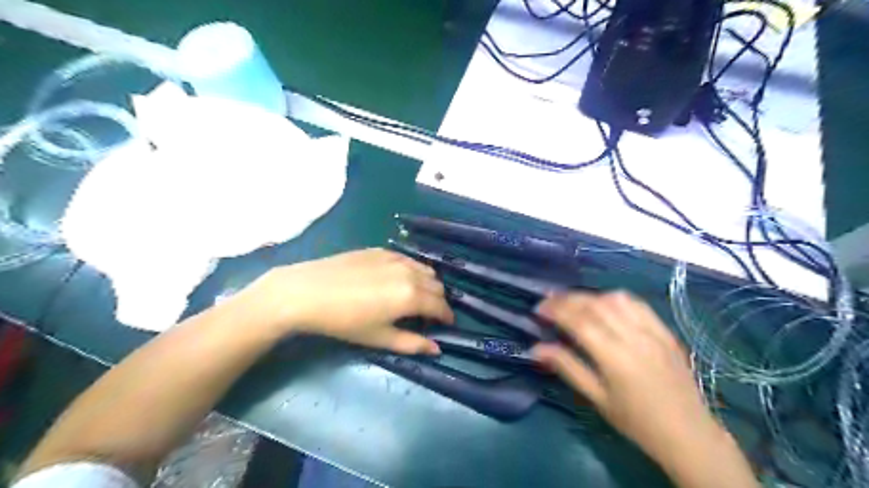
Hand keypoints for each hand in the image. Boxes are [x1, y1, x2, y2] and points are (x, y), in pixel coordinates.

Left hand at [231, 247, 454, 354]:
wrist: (307, 292)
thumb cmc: (344, 321)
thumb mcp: (379, 337)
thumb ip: (412, 343)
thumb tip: (437, 349)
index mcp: (412, 296)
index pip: (441, 306)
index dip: (446, 317)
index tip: (446, 324)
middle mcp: (410, 273)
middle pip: (437, 286)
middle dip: (438, 301)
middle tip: (429, 314)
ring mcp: (395, 258)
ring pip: (425, 269)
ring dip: (428, 284)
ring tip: (416, 296)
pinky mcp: (381, 250)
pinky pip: (408, 259)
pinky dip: (413, 270)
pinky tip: (398, 279)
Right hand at [531, 292, 727, 465]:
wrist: (688, 433)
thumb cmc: (636, 421)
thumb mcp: (597, 398)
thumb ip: (567, 367)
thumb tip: (536, 348)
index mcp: (614, 357)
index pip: (579, 321)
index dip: (555, 310)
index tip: (538, 309)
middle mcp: (633, 337)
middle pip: (594, 305)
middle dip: (567, 299)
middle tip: (549, 301)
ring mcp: (652, 331)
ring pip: (615, 299)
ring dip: (589, 295)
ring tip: (573, 302)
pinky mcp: (664, 331)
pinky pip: (637, 303)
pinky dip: (615, 298)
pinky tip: (604, 302)